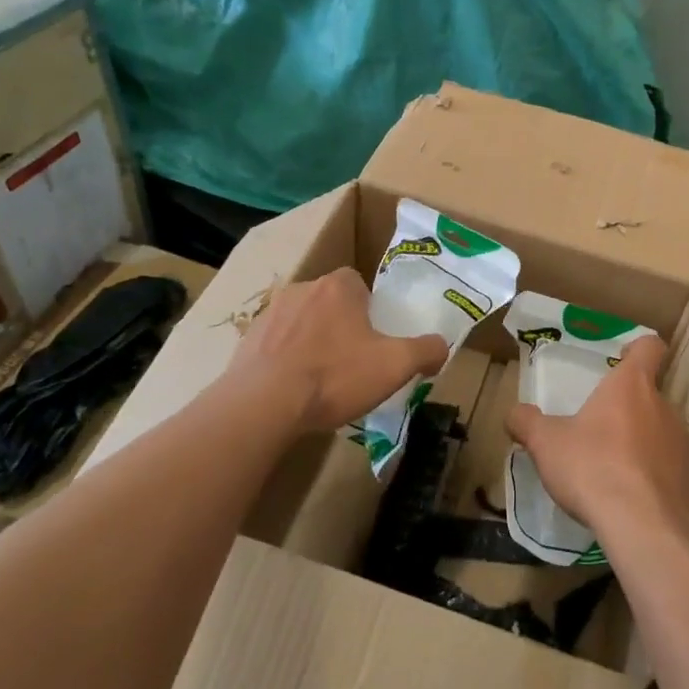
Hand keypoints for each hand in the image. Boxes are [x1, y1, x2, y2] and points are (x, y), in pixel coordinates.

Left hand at [228, 268, 448, 436]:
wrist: (263, 404)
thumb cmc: (335, 376)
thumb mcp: (395, 365)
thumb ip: (426, 350)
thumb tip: (441, 347)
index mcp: (337, 287)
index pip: (358, 283)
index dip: (369, 308)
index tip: (374, 337)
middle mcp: (302, 289)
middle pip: (329, 302)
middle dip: (340, 325)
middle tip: (352, 360)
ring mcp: (269, 313)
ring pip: (301, 322)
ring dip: (311, 341)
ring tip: (320, 379)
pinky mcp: (247, 340)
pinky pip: (275, 344)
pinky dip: (285, 359)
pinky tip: (292, 389)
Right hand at [506, 336, 688, 543]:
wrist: (646, 528)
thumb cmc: (594, 468)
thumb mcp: (546, 444)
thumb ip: (527, 422)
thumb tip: (515, 413)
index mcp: (631, 385)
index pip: (649, 347)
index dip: (637, 348)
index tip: (621, 359)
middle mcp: (664, 406)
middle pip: (651, 394)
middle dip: (628, 408)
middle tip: (601, 430)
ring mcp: (684, 443)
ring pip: (662, 431)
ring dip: (643, 442)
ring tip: (615, 470)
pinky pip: (673, 467)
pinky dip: (656, 476)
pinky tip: (635, 499)